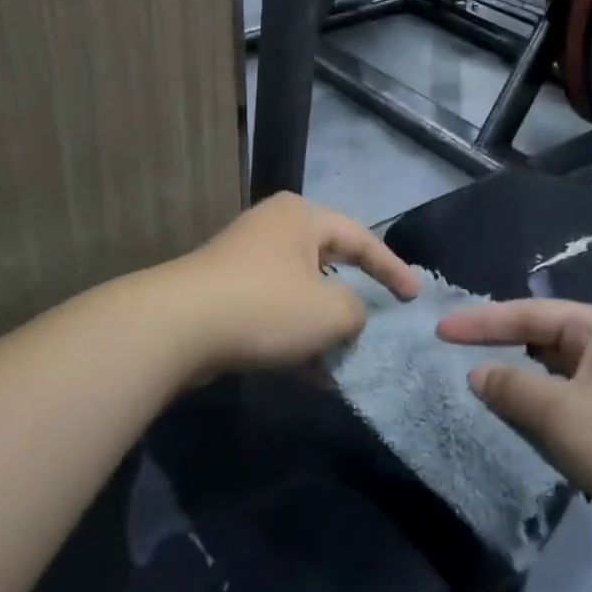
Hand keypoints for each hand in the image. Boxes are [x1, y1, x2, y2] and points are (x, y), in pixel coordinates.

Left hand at [176, 193, 418, 374]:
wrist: (177, 328)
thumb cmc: (265, 306)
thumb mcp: (330, 310)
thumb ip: (356, 310)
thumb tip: (348, 314)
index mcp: (301, 217)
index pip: (361, 238)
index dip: (392, 269)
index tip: (415, 298)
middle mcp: (274, 229)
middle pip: (329, 263)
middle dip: (354, 300)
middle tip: (380, 321)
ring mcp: (246, 261)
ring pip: (301, 293)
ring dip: (324, 328)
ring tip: (347, 360)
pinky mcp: (226, 293)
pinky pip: (275, 312)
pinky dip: (296, 339)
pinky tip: (313, 375)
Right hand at [438, 300, 591, 576]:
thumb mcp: (564, 415)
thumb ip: (513, 388)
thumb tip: (478, 372)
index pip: (530, 314)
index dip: (481, 322)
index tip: (440, 331)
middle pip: (546, 340)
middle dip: (502, 350)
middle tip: (455, 358)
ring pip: (561, 377)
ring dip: (524, 387)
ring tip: (480, 392)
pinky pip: (577, 408)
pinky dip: (548, 414)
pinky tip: (526, 430)